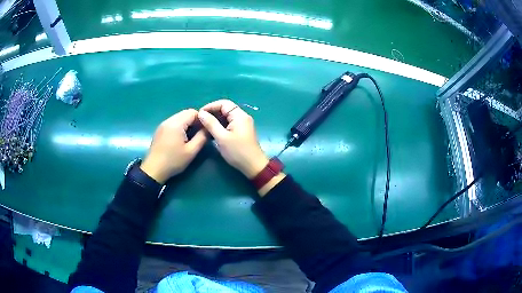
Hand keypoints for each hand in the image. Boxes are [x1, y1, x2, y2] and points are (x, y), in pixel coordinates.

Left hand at [140, 109, 206, 183]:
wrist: (153, 170)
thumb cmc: (173, 161)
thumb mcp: (191, 151)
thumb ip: (202, 137)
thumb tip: (208, 128)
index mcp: (176, 123)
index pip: (193, 112)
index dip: (202, 119)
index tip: (206, 129)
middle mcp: (169, 120)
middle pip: (185, 113)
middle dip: (195, 121)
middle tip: (200, 133)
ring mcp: (163, 125)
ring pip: (179, 117)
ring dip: (187, 123)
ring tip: (192, 136)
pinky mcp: (160, 130)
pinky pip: (173, 123)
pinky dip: (180, 126)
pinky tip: (181, 138)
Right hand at [198, 100, 268, 177]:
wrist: (253, 166)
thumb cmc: (238, 152)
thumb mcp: (222, 137)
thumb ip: (211, 124)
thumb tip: (201, 113)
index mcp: (239, 115)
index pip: (223, 103)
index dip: (210, 106)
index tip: (200, 114)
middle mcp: (242, 117)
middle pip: (225, 109)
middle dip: (212, 113)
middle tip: (200, 120)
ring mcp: (243, 124)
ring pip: (227, 116)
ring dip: (216, 119)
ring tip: (204, 126)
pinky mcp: (242, 131)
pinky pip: (229, 123)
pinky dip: (220, 125)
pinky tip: (212, 131)